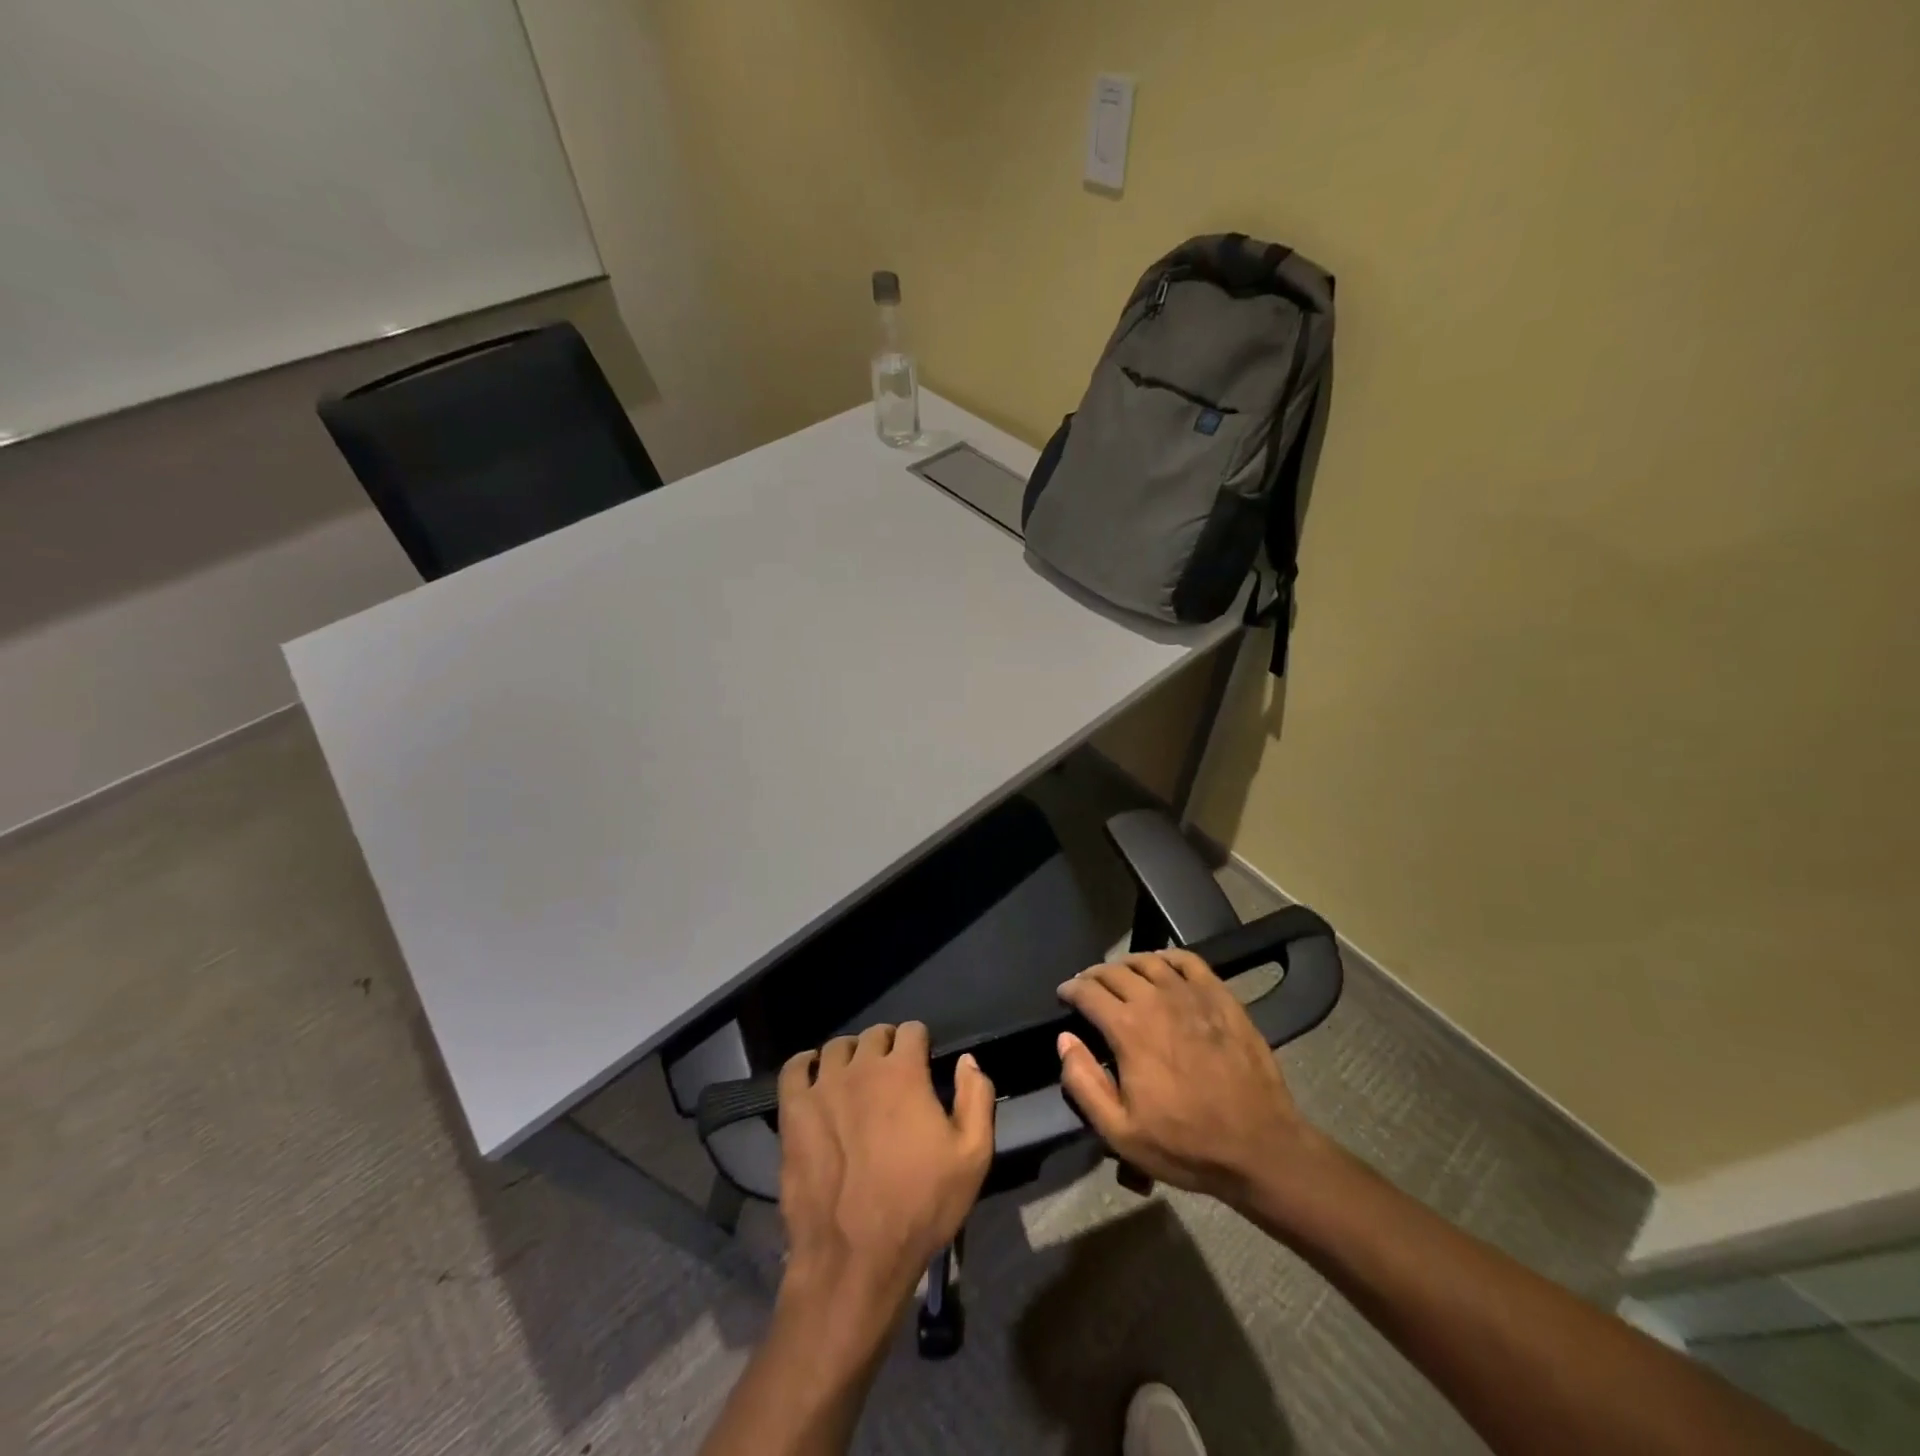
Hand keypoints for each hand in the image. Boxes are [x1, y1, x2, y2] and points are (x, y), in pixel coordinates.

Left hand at [776, 1022, 994, 1327]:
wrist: (855, 1259)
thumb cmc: (920, 1206)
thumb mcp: (972, 1156)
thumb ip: (976, 1098)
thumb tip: (967, 1060)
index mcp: (903, 1072)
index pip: (912, 1030)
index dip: (920, 1043)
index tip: (922, 1063)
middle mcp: (861, 1068)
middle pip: (874, 1035)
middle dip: (887, 1046)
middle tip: (892, 1075)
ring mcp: (822, 1088)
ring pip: (836, 1047)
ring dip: (851, 1055)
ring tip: (856, 1078)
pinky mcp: (793, 1112)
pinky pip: (794, 1069)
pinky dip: (806, 1065)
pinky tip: (815, 1077)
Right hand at [1056, 949, 1318, 1205]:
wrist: (1260, 1147)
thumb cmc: (1186, 1144)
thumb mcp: (1120, 1132)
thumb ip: (1084, 1083)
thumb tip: (1065, 1040)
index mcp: (1128, 1028)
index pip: (1088, 992)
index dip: (1070, 989)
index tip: (1064, 995)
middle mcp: (1156, 999)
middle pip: (1115, 971)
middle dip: (1094, 975)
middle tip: (1088, 987)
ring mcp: (1192, 994)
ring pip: (1149, 961)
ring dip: (1126, 964)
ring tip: (1120, 975)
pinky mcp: (1221, 997)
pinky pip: (1188, 961)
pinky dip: (1167, 957)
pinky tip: (1162, 966)